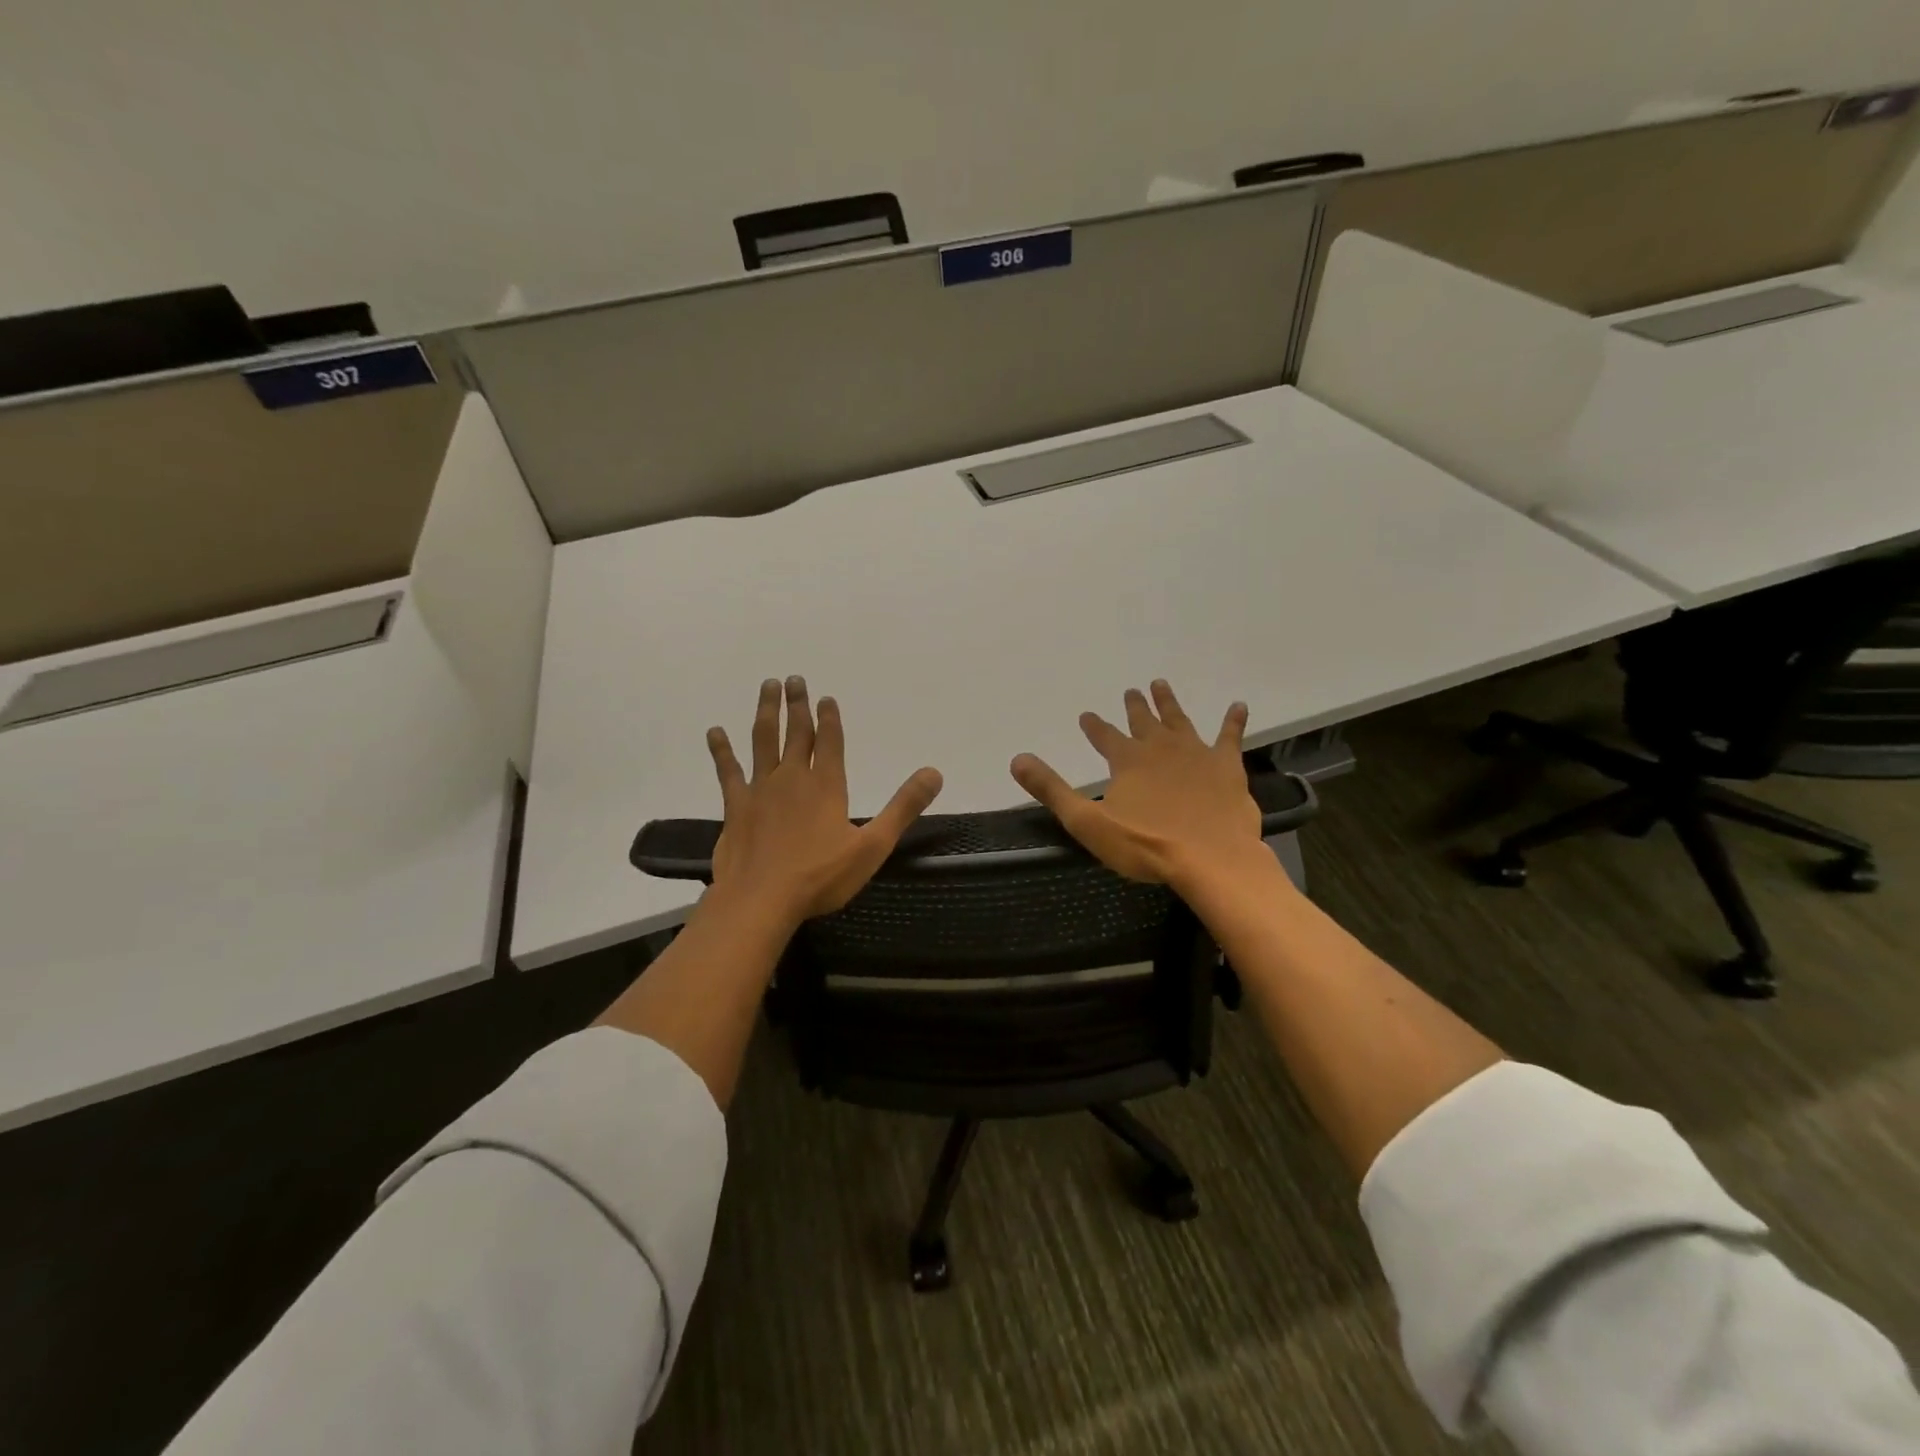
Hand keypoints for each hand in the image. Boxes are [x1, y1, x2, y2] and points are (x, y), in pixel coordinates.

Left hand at [706, 676, 943, 924]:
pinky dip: (721, 750)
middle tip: (795, 679)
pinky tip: (715, 732)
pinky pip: (728, 770)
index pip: (830, 742)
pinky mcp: (736, 806)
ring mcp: (760, 789)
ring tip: (767, 686)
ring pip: (763, 740)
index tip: (825, 697)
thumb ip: (903, 807)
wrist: (761, 899)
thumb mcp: (873, 846)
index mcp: (826, 785)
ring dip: (766, 712)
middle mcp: (793, 778)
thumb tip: (934, 773)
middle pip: (796, 732)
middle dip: (798, 705)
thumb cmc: (821, 876)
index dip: (829, 718)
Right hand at [1011, 680, 1261, 886]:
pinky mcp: (1226, 767)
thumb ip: (1053, 790)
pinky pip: (1229, 737)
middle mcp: (1160, 748)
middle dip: (1135, 707)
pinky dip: (1233, 721)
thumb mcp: (1087, 822)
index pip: (1104, 736)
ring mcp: (1196, 754)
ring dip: (1169, 703)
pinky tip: (1238, 706)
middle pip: (1143, 722)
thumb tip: (1017, 760)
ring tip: (1161, 684)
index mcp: (1127, 761)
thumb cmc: (1146, 845)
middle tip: (1131, 691)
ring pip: (1179, 721)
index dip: (1094, 726)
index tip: (1087, 715)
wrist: (1211, 858)